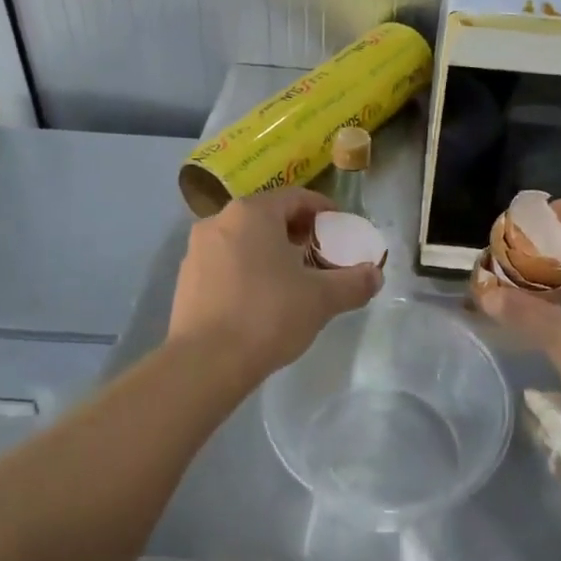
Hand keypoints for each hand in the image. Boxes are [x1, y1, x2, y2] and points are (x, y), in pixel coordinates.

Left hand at [169, 188, 380, 383]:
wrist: (205, 362)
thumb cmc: (268, 315)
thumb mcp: (321, 299)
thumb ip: (353, 283)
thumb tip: (375, 275)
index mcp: (252, 213)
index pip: (296, 197)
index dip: (323, 210)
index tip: (340, 229)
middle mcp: (219, 221)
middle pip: (267, 216)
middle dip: (296, 232)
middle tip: (319, 254)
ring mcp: (197, 250)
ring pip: (243, 240)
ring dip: (269, 251)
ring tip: (292, 279)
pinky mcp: (185, 280)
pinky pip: (224, 263)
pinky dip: (246, 270)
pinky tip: (261, 299)